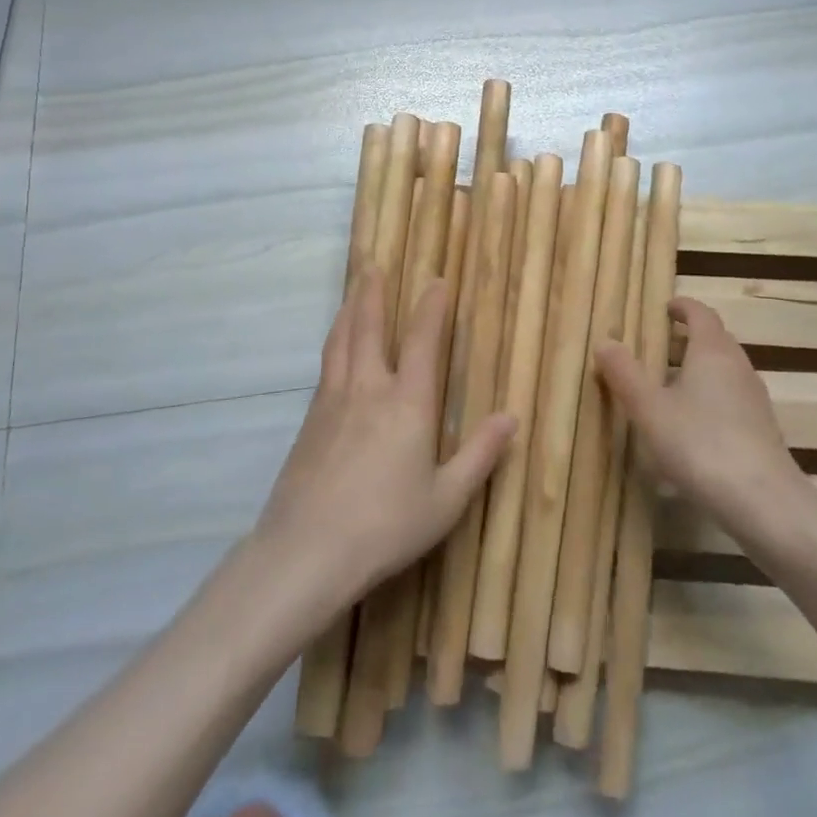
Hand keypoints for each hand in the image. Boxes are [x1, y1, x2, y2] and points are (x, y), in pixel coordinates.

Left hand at [254, 268, 515, 608]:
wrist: (305, 552)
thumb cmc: (385, 525)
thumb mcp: (446, 499)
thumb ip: (480, 455)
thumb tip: (511, 416)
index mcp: (407, 402)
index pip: (422, 340)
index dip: (431, 307)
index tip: (436, 280)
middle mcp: (368, 389)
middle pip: (368, 327)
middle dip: (373, 293)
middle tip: (373, 264)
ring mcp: (332, 402)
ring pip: (340, 341)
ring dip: (348, 310)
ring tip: (352, 290)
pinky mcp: (309, 422)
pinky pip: (325, 366)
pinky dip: (334, 342)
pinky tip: (334, 349)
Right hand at [597, 296, 799, 521]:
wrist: (763, 502)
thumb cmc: (700, 443)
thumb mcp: (650, 409)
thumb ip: (625, 374)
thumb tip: (604, 341)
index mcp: (712, 350)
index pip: (700, 313)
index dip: (682, 307)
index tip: (664, 308)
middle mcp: (738, 366)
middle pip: (715, 340)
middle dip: (688, 339)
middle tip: (658, 347)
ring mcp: (754, 399)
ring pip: (724, 371)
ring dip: (699, 370)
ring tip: (669, 387)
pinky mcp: (762, 429)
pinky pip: (732, 398)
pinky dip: (710, 398)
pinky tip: (692, 426)